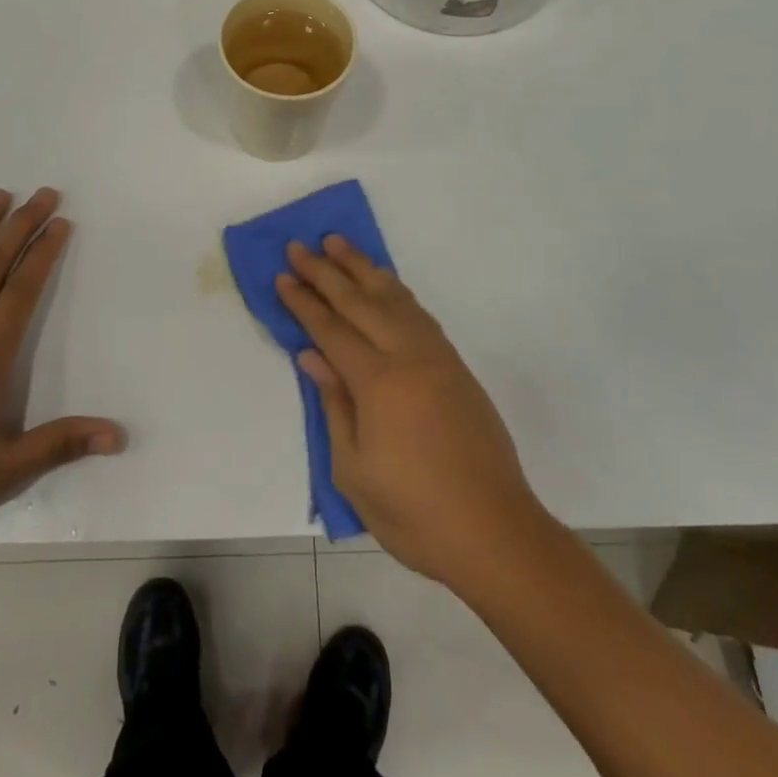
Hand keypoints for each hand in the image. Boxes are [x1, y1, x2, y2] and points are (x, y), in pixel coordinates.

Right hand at [276, 237, 546, 583]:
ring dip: (363, 268)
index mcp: (379, 383)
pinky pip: (419, 314)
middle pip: (360, 302)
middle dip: (326, 271)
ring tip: (339, 244)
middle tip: (300, 246)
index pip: (331, 330)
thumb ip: (333, 405)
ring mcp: (437, 358)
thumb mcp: (354, 470)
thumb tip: (312, 355)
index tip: (283, 275)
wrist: (494, 532)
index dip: (304, 302)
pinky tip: (384, 284)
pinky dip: (396, 291)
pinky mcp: (456, 367)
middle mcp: (409, 357)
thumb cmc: (413, 513)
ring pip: (394, 298)